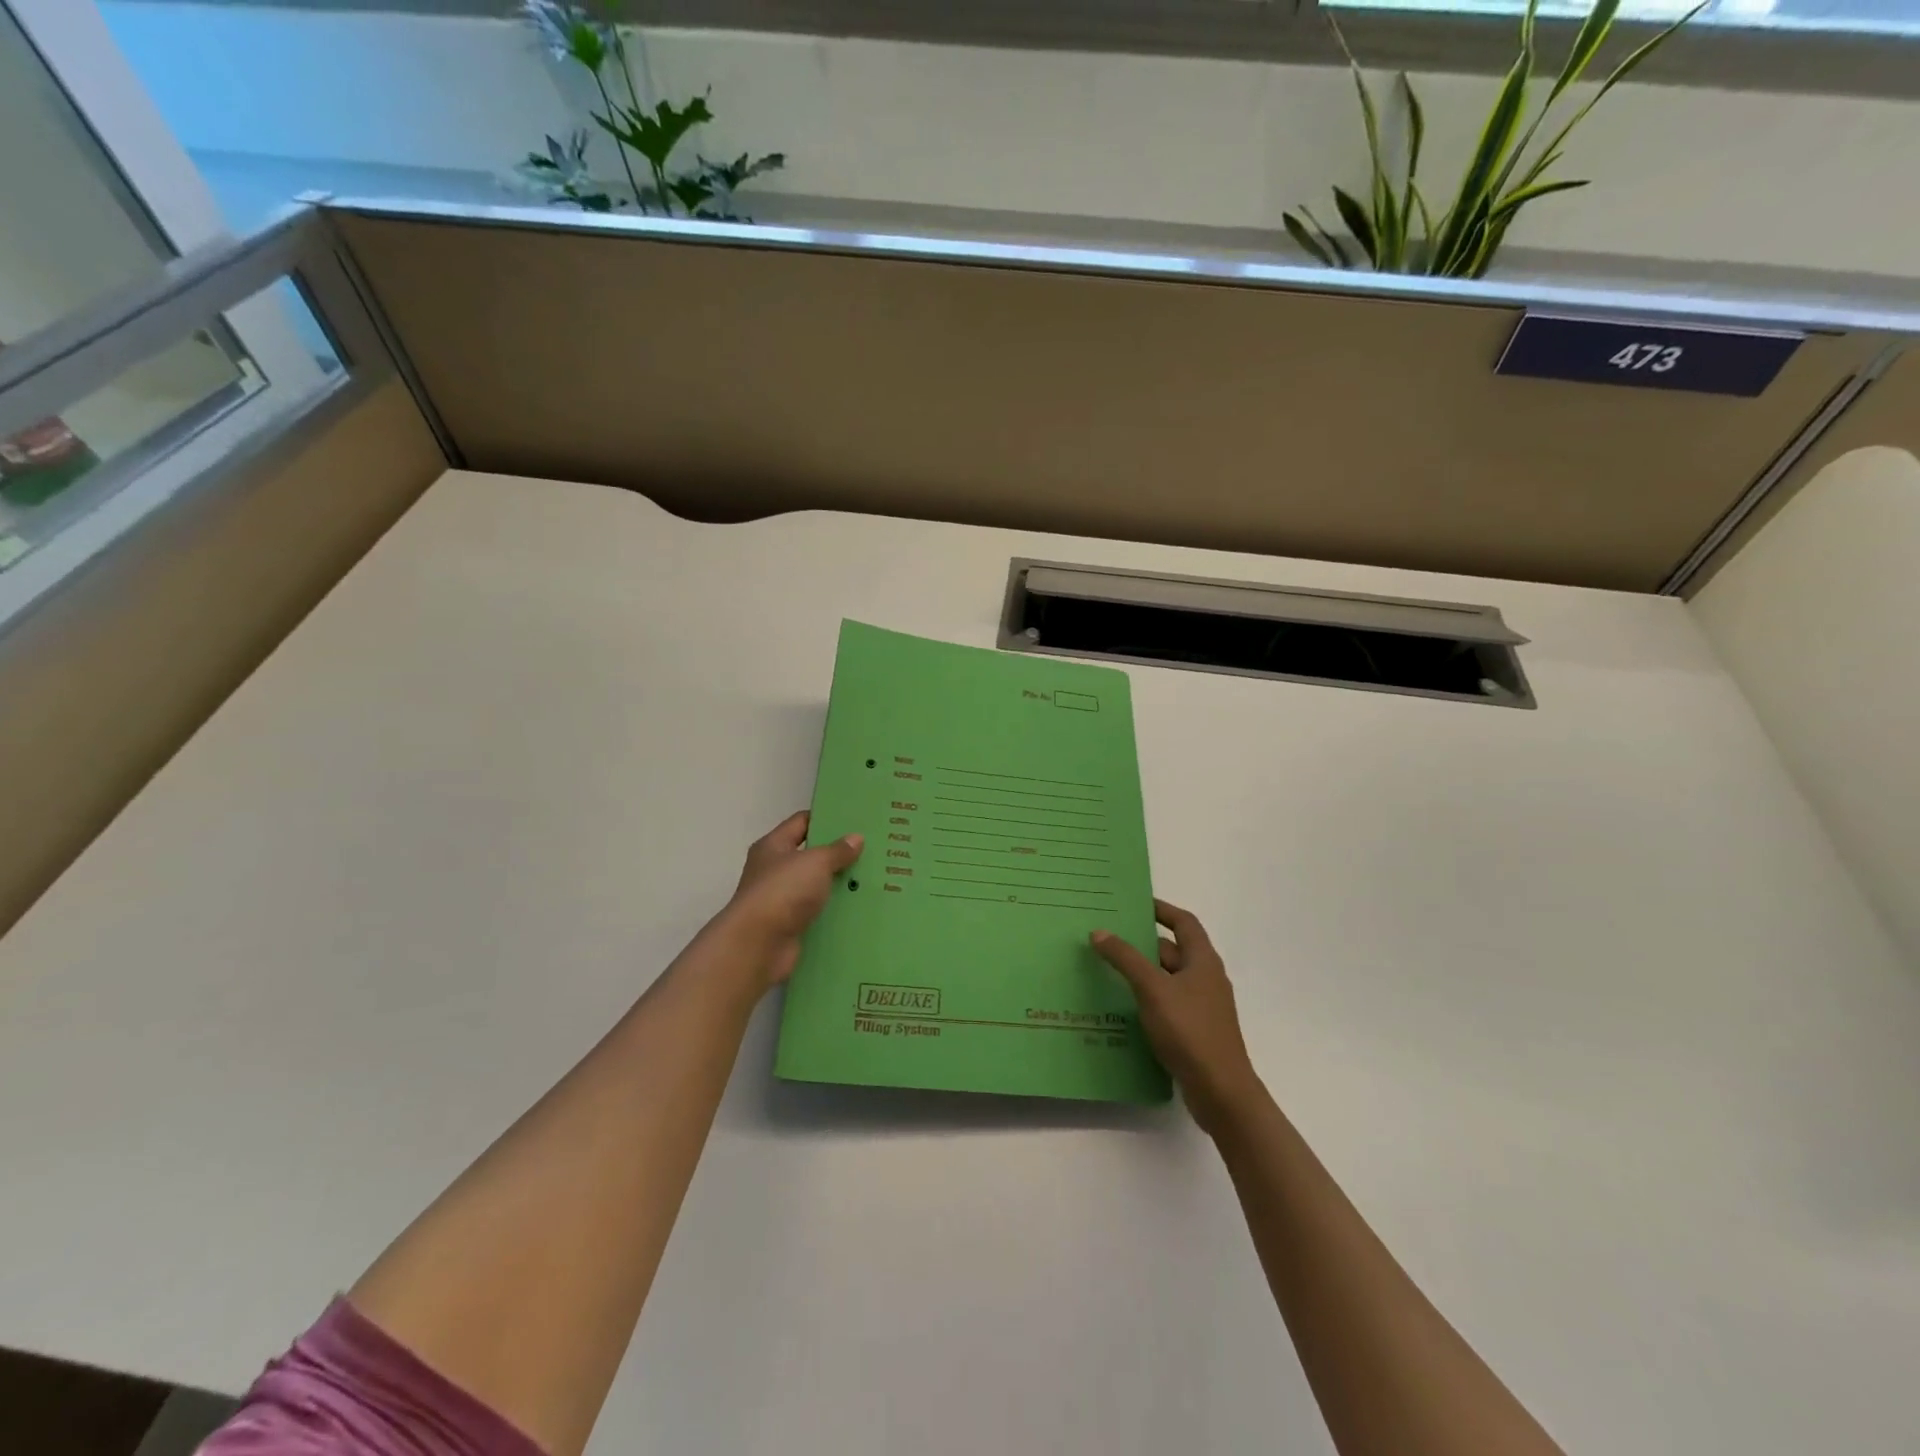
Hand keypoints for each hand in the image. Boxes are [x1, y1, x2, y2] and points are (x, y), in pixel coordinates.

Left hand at [720, 811, 862, 987]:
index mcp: (773, 846)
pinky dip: (836, 911)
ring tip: (874, 878)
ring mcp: (782, 900)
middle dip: (839, 854)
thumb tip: (856, 838)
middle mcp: (775, 870)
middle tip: (873, 849)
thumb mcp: (815, 862)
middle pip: (811, 855)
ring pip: (818, 886)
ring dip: (840, 885)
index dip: (826, 818)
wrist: (758, 945)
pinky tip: (862, 907)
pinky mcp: (792, 926)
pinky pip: (819, 913)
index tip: (856, 819)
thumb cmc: (783, 891)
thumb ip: (837, 850)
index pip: (801, 822)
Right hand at [1091, 900, 1262, 1135]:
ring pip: (1167, 979)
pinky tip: (1122, 1006)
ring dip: (1142, 973)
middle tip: (1108, 937)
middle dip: (1142, 943)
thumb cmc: (1190, 1031)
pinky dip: (1146, 998)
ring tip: (1107, 969)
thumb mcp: (1153, 989)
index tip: (1135, 903)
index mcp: (1203, 961)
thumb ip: (1126, 959)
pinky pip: (1167, 1004)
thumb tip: (1100, 931)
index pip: (1184, 923)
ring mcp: (1202, 1006)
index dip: (1162, 910)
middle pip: (1173, 951)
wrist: (1221, 1091)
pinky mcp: (1194, 1031)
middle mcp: (1206, 978)